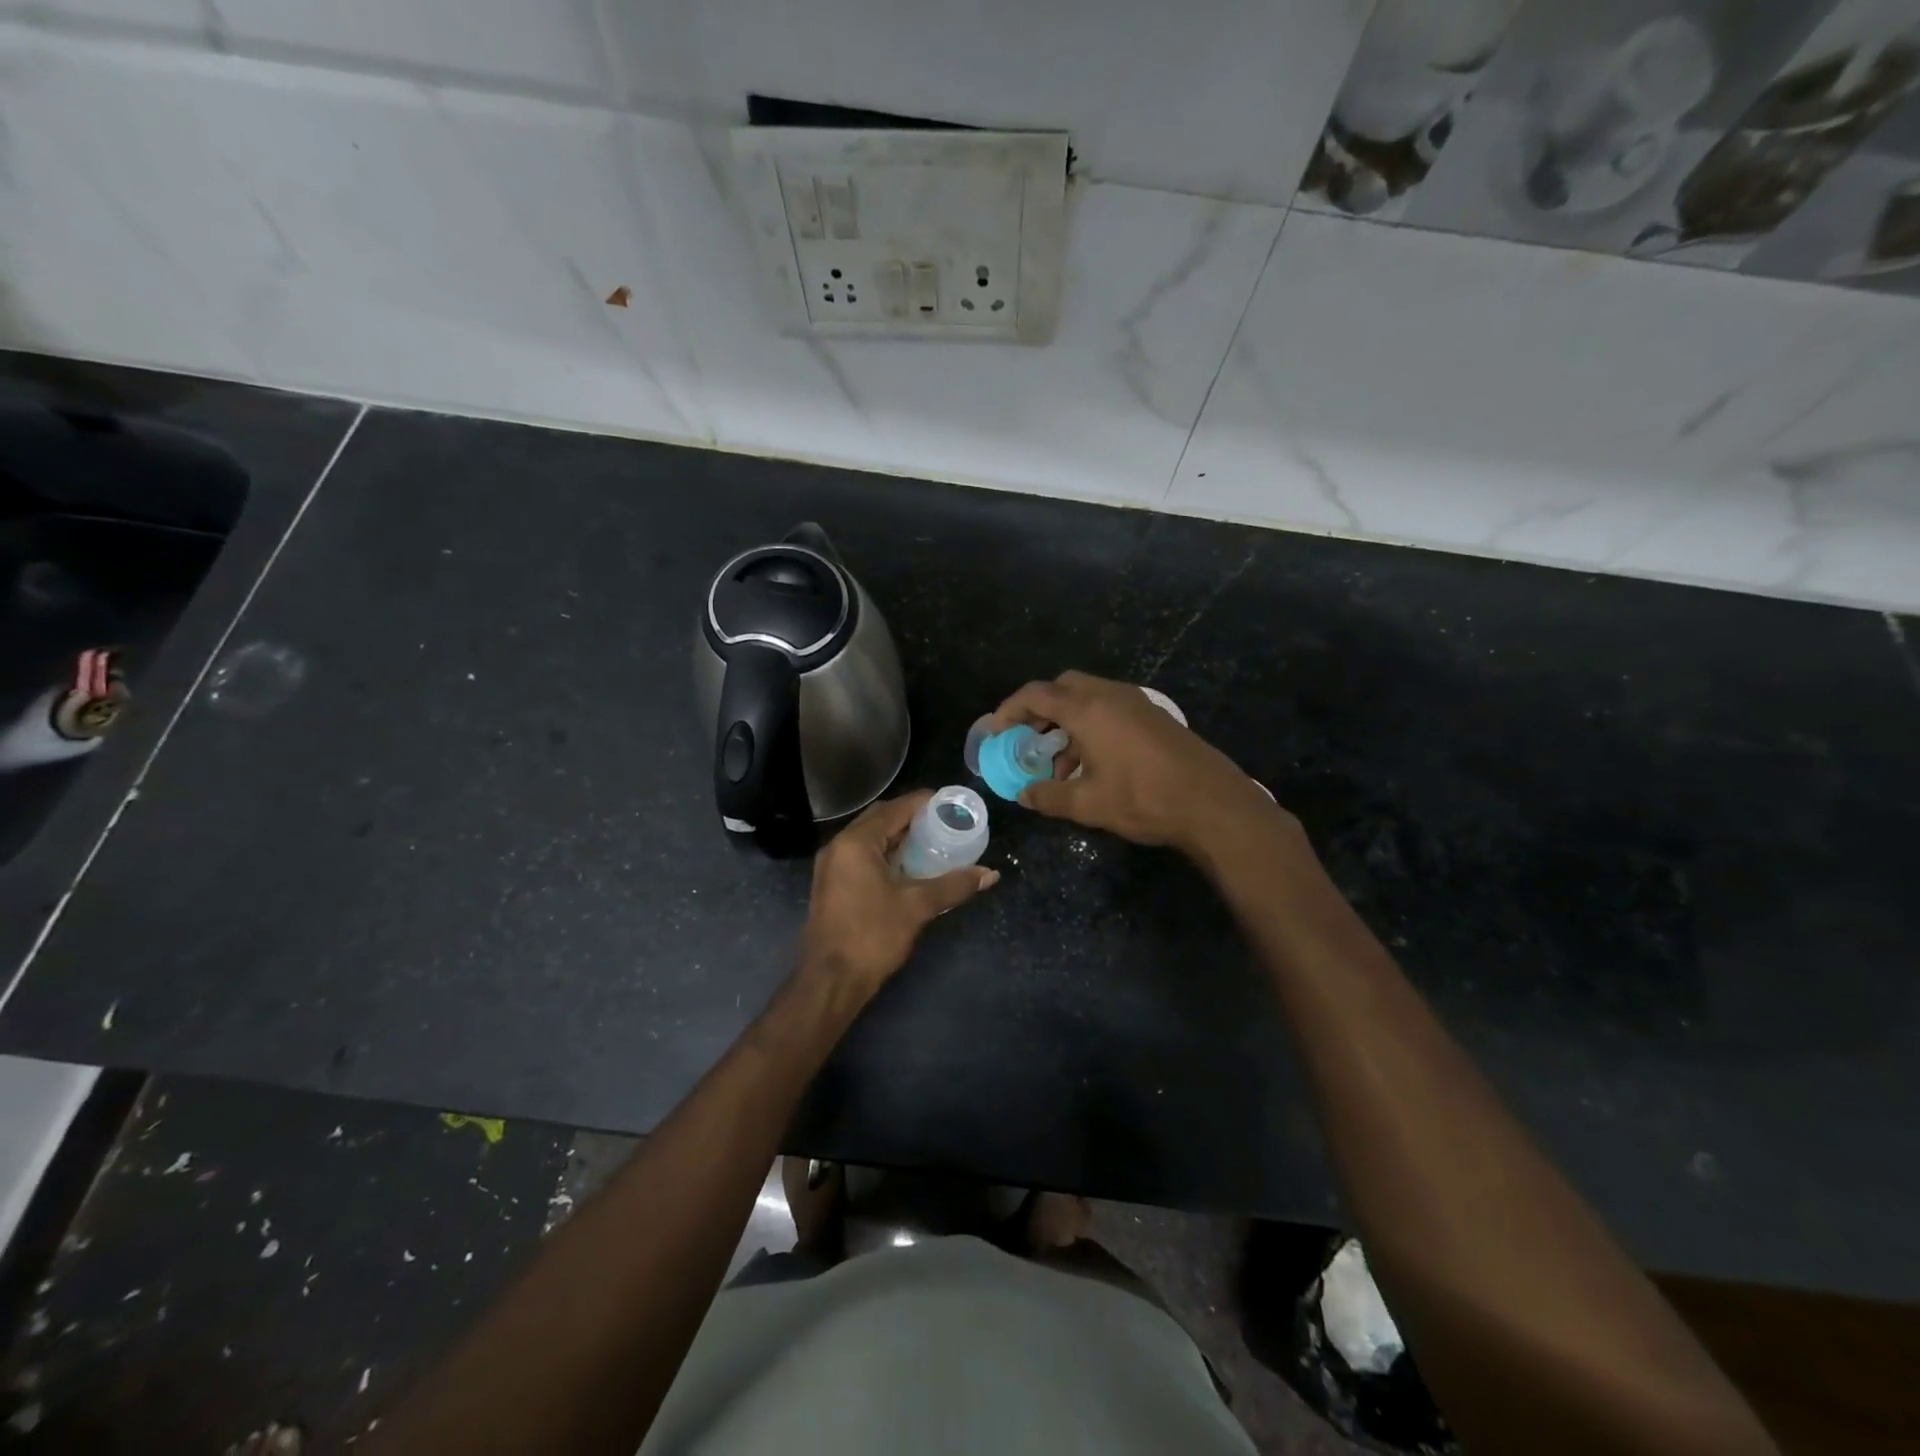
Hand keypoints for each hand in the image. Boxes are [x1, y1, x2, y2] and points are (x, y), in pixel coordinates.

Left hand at [798, 791, 998, 1004]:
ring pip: (869, 838)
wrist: (830, 981)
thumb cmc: (872, 936)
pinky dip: (885, 853)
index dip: (924, 802)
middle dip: (911, 817)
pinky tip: (907, 867)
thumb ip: (953, 885)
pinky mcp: (831, 884)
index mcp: (856, 843)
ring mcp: (831, 866)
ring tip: (931, 842)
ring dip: (897, 836)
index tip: (951, 804)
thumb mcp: (917, 907)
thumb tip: (989, 874)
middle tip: (943, 823)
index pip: (895, 808)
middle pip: (879, 818)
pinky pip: (861, 856)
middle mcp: (839, 846)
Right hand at [990, 670, 1284, 859]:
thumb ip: (1049, 796)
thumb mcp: (1088, 804)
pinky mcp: (1154, 716)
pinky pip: (1111, 708)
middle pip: (1064, 686)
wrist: (1212, 803)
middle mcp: (1110, 695)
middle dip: (1040, 708)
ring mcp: (1137, 703)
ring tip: (1061, 764)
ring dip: (1067, 721)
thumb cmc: (1143, 799)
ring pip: (1089, 698)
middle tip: (1028, 738)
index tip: (997, 730)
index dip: (1010, 709)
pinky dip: (1092, 725)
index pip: (1036, 694)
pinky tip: (1094, 764)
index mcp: (1088, 709)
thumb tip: (1023, 795)